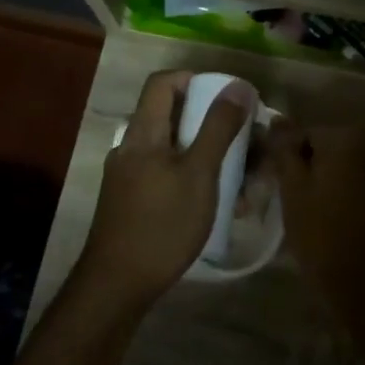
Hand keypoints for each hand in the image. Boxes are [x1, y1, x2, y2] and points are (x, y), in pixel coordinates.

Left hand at [77, 70, 255, 309]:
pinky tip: (218, 204)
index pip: (163, 82)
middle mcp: (131, 146)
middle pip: (172, 116)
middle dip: (213, 125)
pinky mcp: (132, 200)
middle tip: (246, 144)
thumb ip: (218, 128)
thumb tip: (238, 86)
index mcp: (143, 132)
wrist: (118, 284)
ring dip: (208, 157)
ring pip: (174, 149)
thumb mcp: (199, 173)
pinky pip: (166, 174)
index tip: (228, 97)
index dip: (195, 79)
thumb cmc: (162, 224)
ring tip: (242, 182)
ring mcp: (128, 175)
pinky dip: (193, 178)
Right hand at [268, 123, 364, 338]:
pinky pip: (362, 183)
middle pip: (325, 148)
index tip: (274, 186)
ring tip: (310, 214)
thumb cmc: (326, 237)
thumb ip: (284, 151)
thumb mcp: (293, 191)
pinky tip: (335, 220)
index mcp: (347, 136)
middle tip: (290, 202)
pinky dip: (347, 195)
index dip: (284, 160)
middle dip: (307, 169)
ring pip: (344, 167)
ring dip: (327, 182)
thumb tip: (276, 120)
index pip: (301, 135)